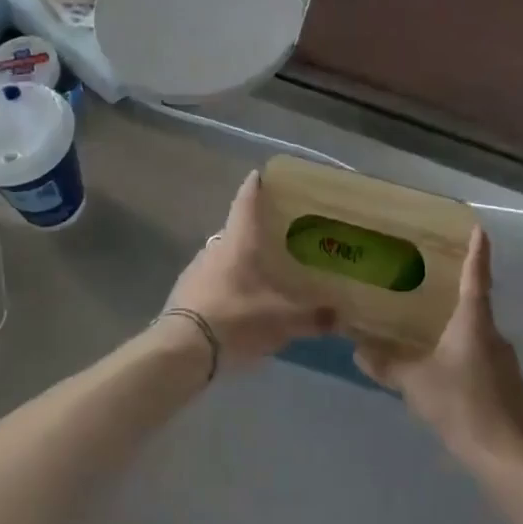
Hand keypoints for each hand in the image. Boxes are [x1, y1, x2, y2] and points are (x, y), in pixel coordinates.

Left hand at [161, 171, 334, 371]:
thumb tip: (340, 315)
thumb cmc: (236, 318)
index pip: (246, 202)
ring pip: (223, 255)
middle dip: (254, 230)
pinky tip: (239, 299)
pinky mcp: (186, 292)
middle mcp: (216, 247)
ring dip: (239, 259)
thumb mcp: (281, 320)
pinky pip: (212, 278)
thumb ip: (312, 317)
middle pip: (236, 229)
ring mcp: (196, 269)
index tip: (261, 174)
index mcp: (238, 240)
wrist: (183, 349)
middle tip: (277, 234)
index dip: (255, 186)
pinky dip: (227, 281)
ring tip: (261, 270)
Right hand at [355, 229, 522, 470]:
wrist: (510, 460)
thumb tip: (357, 350)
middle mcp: (495, 336)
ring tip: (433, 342)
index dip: (477, 252)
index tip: (478, 229)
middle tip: (432, 294)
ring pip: (479, 340)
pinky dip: (467, 364)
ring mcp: (507, 365)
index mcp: (474, 323)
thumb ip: (387, 365)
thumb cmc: (463, 406)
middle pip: (476, 309)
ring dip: (459, 338)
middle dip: (457, 301)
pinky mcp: (511, 392)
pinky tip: (449, 382)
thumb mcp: (416, 383)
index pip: (476, 277)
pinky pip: (484, 365)